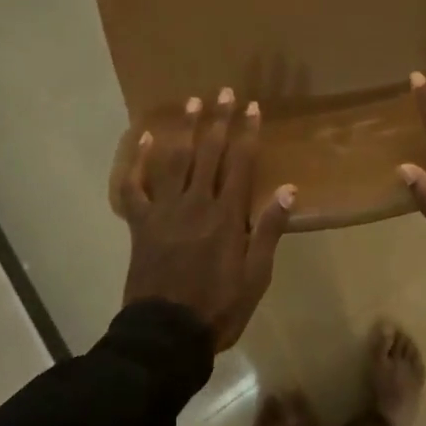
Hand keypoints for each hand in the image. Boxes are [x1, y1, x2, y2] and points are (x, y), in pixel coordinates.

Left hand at [121, 88, 294, 350]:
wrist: (167, 334)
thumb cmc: (219, 306)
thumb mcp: (256, 275)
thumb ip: (269, 229)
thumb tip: (288, 188)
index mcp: (227, 216)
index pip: (241, 164)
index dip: (248, 133)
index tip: (253, 106)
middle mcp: (196, 204)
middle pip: (208, 153)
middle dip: (218, 120)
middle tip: (223, 91)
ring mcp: (165, 211)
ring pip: (174, 161)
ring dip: (184, 129)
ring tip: (192, 102)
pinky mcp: (141, 224)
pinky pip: (136, 187)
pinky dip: (138, 162)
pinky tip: (145, 139)